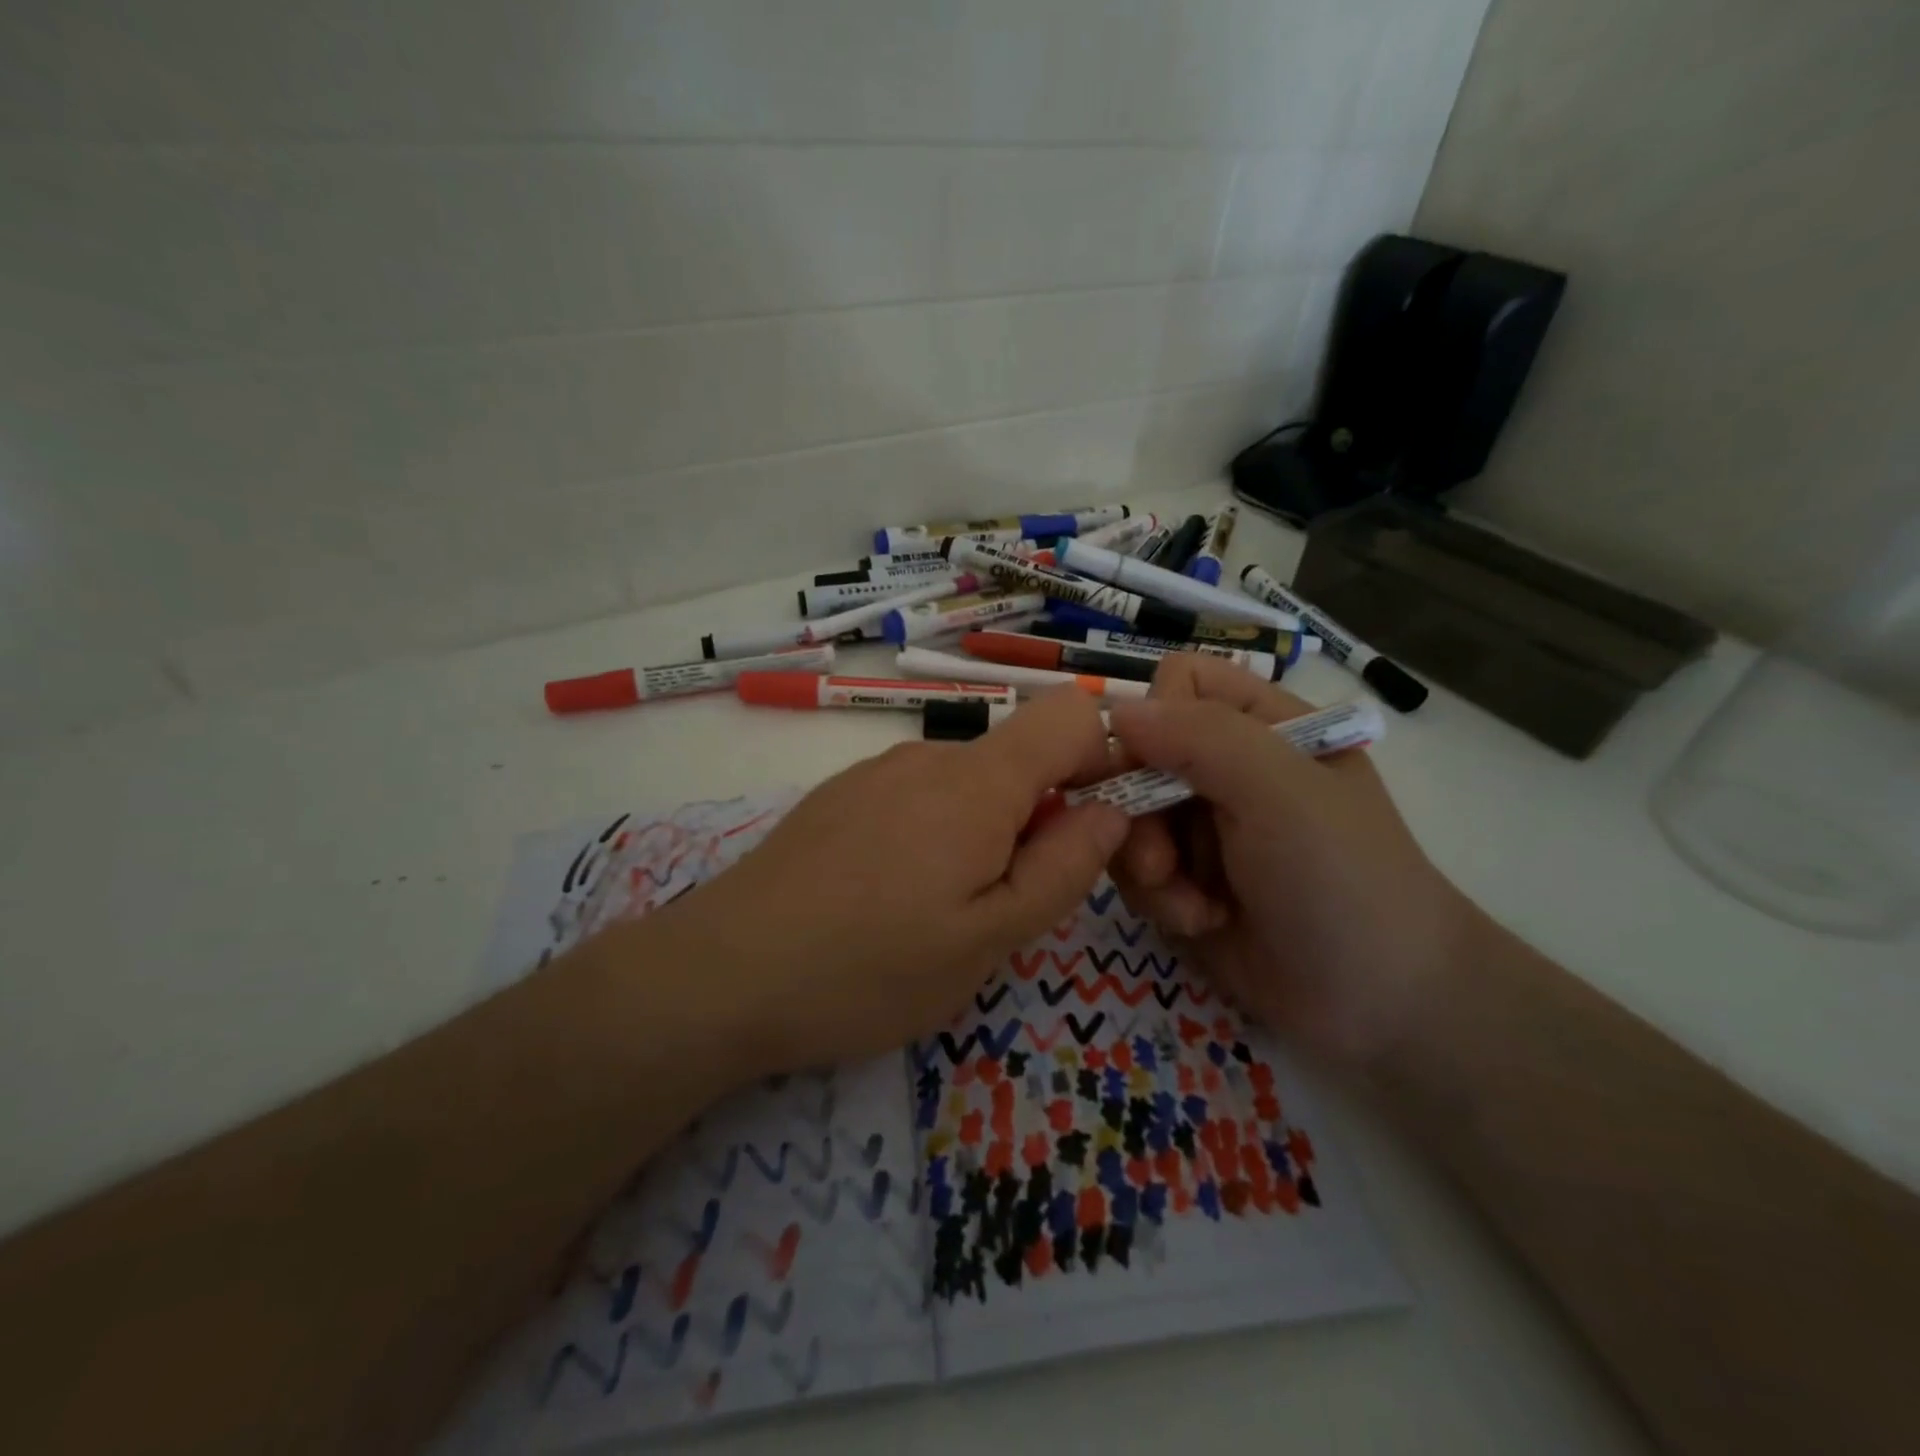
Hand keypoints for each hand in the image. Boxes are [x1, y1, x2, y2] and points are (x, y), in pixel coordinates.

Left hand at [640, 690, 1129, 1075]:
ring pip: (969, 782)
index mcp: (978, 782)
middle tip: (1013, 903)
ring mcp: (878, 770)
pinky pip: (920, 796)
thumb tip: (1110, 811)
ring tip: (945, 911)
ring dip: (986, 832)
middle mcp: (929, 755)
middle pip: (1021, 757)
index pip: (1072, 713)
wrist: (724, 973)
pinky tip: (893, 896)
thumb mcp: (987, 940)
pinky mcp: (843, 794)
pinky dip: (937, 832)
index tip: (1098, 830)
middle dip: (1042, 816)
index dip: (1105, 759)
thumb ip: (1063, 869)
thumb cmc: (869, 968)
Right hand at [1106, 655, 1472, 1068]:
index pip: (1178, 684)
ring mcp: (1202, 827)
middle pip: (1136, 756)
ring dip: (1149, 865)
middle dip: (1140, 812)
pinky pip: (1134, 869)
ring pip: (1126, 816)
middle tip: (1163, 861)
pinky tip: (1200, 923)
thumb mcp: (1280, 792)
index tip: (1156, 771)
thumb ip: (1201, 737)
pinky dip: (1159, 898)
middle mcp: (1225, 769)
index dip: (1156, 719)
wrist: (1382, 1003)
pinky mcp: (1184, 881)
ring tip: (1193, 905)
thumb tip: (1118, 710)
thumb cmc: (1342, 878)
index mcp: (1261, 725)